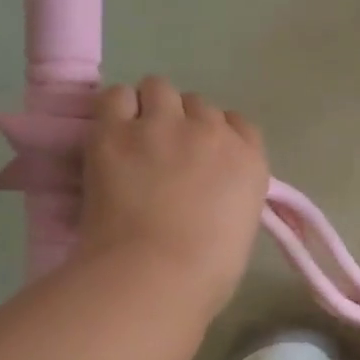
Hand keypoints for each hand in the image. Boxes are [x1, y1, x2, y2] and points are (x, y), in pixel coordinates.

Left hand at [74, 76, 269, 312]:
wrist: (157, 272)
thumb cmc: (207, 271)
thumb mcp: (240, 227)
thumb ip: (230, 196)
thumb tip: (205, 194)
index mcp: (249, 160)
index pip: (239, 123)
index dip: (217, 134)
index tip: (202, 155)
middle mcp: (211, 132)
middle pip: (197, 103)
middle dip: (183, 121)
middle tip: (164, 152)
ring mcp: (162, 126)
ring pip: (158, 87)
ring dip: (148, 108)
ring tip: (134, 137)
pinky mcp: (116, 131)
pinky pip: (115, 96)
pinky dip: (114, 111)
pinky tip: (110, 135)